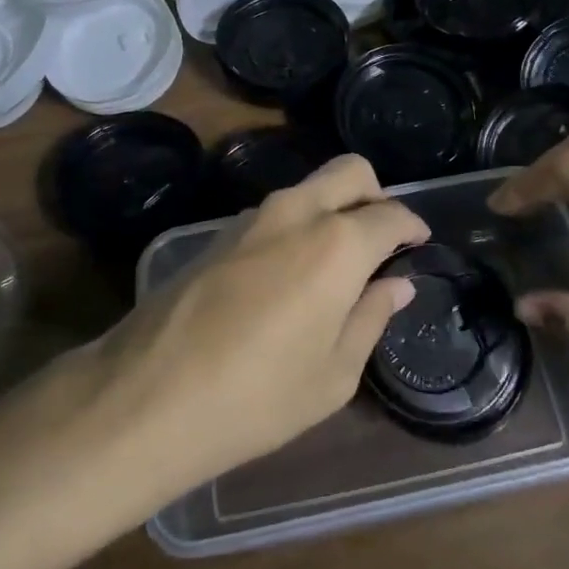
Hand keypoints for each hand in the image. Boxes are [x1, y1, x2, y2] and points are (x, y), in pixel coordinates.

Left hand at [86, 155, 425, 490]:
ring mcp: (252, 217)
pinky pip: (275, 212)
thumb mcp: (333, 373)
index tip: (419, 242)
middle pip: (350, 172)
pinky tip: (289, 275)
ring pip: (309, 188)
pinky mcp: (218, 232)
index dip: (412, 225)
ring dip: (333, 209)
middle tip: (382, 237)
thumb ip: (371, 317)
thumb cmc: (258, 396)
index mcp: (337, 243)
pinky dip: (298, 225)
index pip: (390, 213)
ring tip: (336, 263)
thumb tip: (397, 284)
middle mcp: (297, 212)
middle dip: (375, 193)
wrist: (148, 396)